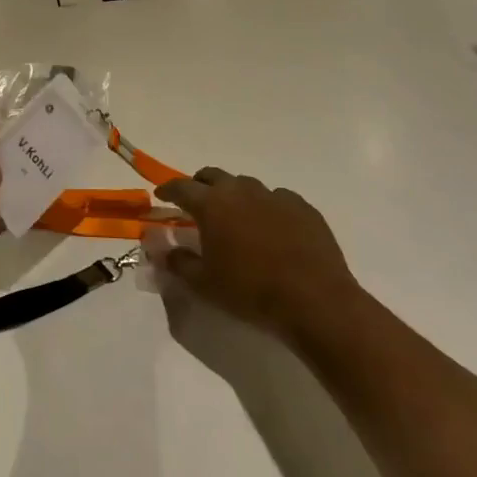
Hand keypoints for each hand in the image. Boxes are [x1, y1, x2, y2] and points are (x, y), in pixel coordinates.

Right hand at [151, 168, 359, 342]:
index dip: (168, 190)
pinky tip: (272, 228)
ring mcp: (274, 196)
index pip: (181, 187)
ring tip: (236, 217)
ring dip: (235, 195)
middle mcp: (240, 190)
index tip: (161, 196)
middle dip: (200, 185)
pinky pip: (277, 199)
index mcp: (212, 204)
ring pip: (246, 185)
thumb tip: (162, 250)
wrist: (315, 300)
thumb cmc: (250, 291)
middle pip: (213, 175)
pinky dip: (267, 207)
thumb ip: (178, 262)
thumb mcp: (204, 284)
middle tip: (197, 203)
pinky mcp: (303, 207)